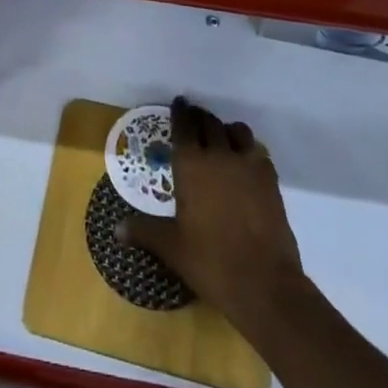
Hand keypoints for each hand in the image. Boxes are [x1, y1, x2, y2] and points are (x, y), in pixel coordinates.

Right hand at [118, 97, 308, 335]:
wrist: (264, 283)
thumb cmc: (211, 261)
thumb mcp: (172, 247)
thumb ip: (144, 231)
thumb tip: (116, 230)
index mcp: (191, 165)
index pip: (184, 126)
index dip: (180, 112)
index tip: (179, 104)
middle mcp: (218, 155)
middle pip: (209, 123)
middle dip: (200, 117)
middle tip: (194, 119)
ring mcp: (247, 165)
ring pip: (237, 131)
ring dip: (226, 129)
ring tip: (221, 137)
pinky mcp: (270, 180)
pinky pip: (258, 151)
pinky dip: (249, 149)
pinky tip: (245, 162)